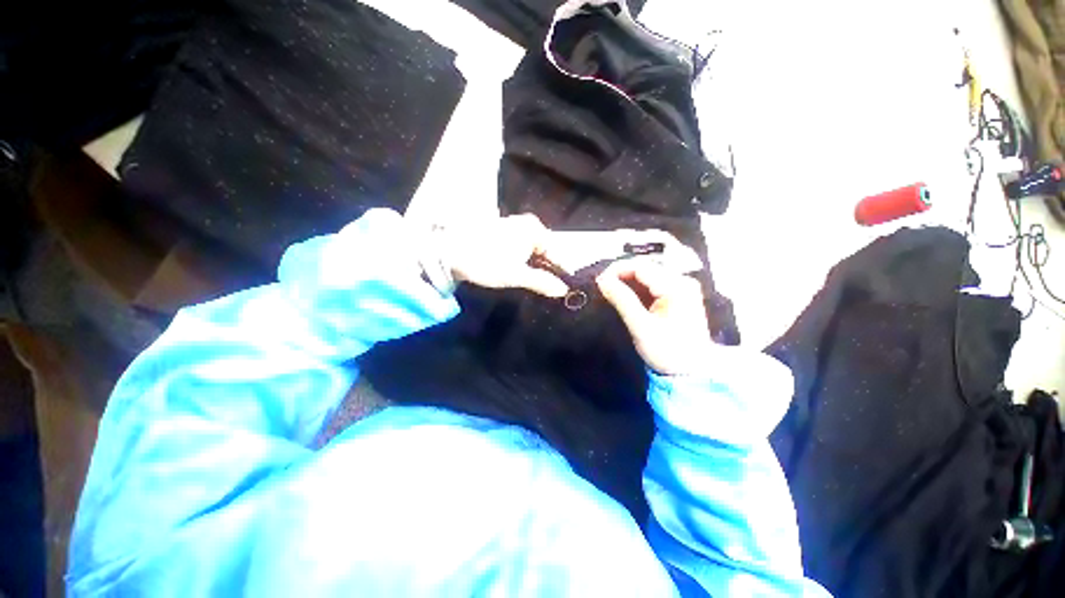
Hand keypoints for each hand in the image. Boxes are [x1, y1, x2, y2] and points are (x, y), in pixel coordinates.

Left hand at [440, 214, 568, 297]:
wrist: (449, 252)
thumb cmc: (486, 261)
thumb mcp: (516, 275)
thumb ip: (542, 282)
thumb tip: (563, 290)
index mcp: (534, 229)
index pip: (556, 252)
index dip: (561, 271)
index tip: (566, 288)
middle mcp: (526, 225)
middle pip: (545, 251)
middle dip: (548, 270)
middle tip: (552, 290)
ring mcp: (514, 230)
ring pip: (533, 253)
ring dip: (536, 269)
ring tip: (540, 286)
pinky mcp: (503, 237)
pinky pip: (521, 252)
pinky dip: (524, 264)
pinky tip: (524, 277)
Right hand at [596, 259, 714, 374]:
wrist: (689, 373)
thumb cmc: (667, 352)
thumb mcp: (641, 326)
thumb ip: (621, 299)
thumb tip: (602, 279)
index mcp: (677, 287)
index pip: (641, 267)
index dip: (617, 270)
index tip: (599, 280)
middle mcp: (683, 282)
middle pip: (645, 268)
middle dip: (621, 274)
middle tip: (603, 285)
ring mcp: (683, 288)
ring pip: (648, 274)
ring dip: (628, 280)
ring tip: (611, 289)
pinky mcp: (679, 295)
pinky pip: (654, 283)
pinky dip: (637, 287)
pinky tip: (626, 294)